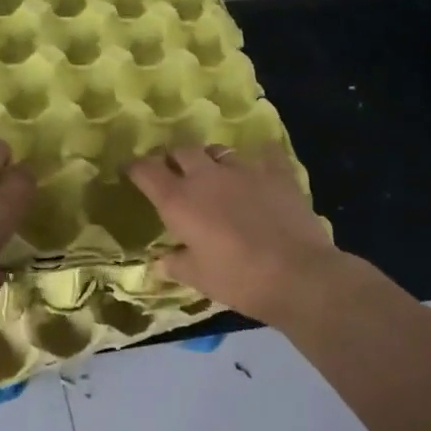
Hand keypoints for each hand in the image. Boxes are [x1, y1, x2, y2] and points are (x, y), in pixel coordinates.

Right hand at [128, 145, 349, 326]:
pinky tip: (262, 166)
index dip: (136, 168)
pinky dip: (260, 158)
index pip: (146, 170)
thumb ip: (175, 264)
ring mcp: (243, 170)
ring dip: (211, 159)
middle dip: (175, 159)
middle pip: (182, 151)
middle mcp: (206, 176)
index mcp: (178, 200)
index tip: (132, 172)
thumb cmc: (238, 279)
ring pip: (218, 150)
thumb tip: (160, 261)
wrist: (298, 275)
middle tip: (176, 175)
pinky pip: (265, 155)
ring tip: (215, 174)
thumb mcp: (198, 278)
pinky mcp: (276, 174)